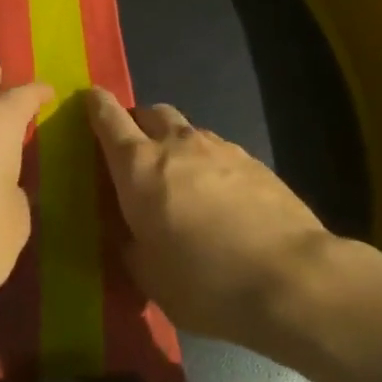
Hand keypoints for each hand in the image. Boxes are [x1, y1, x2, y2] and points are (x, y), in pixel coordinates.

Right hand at [86, 89, 345, 344]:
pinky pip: (219, 152)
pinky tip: (220, 199)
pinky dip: (209, 164)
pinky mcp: (254, 161)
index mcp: (138, 167)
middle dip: (138, 123)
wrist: (291, 279)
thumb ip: (132, 245)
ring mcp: (219, 148)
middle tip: (136, 153)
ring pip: (187, 131)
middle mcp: (176, 145)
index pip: (108, 119)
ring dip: (176, 145)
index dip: (96, 105)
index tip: (90, 99)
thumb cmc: (204, 282)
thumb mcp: (149, 277)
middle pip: (150, 112)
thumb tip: (131, 232)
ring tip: (182, 181)